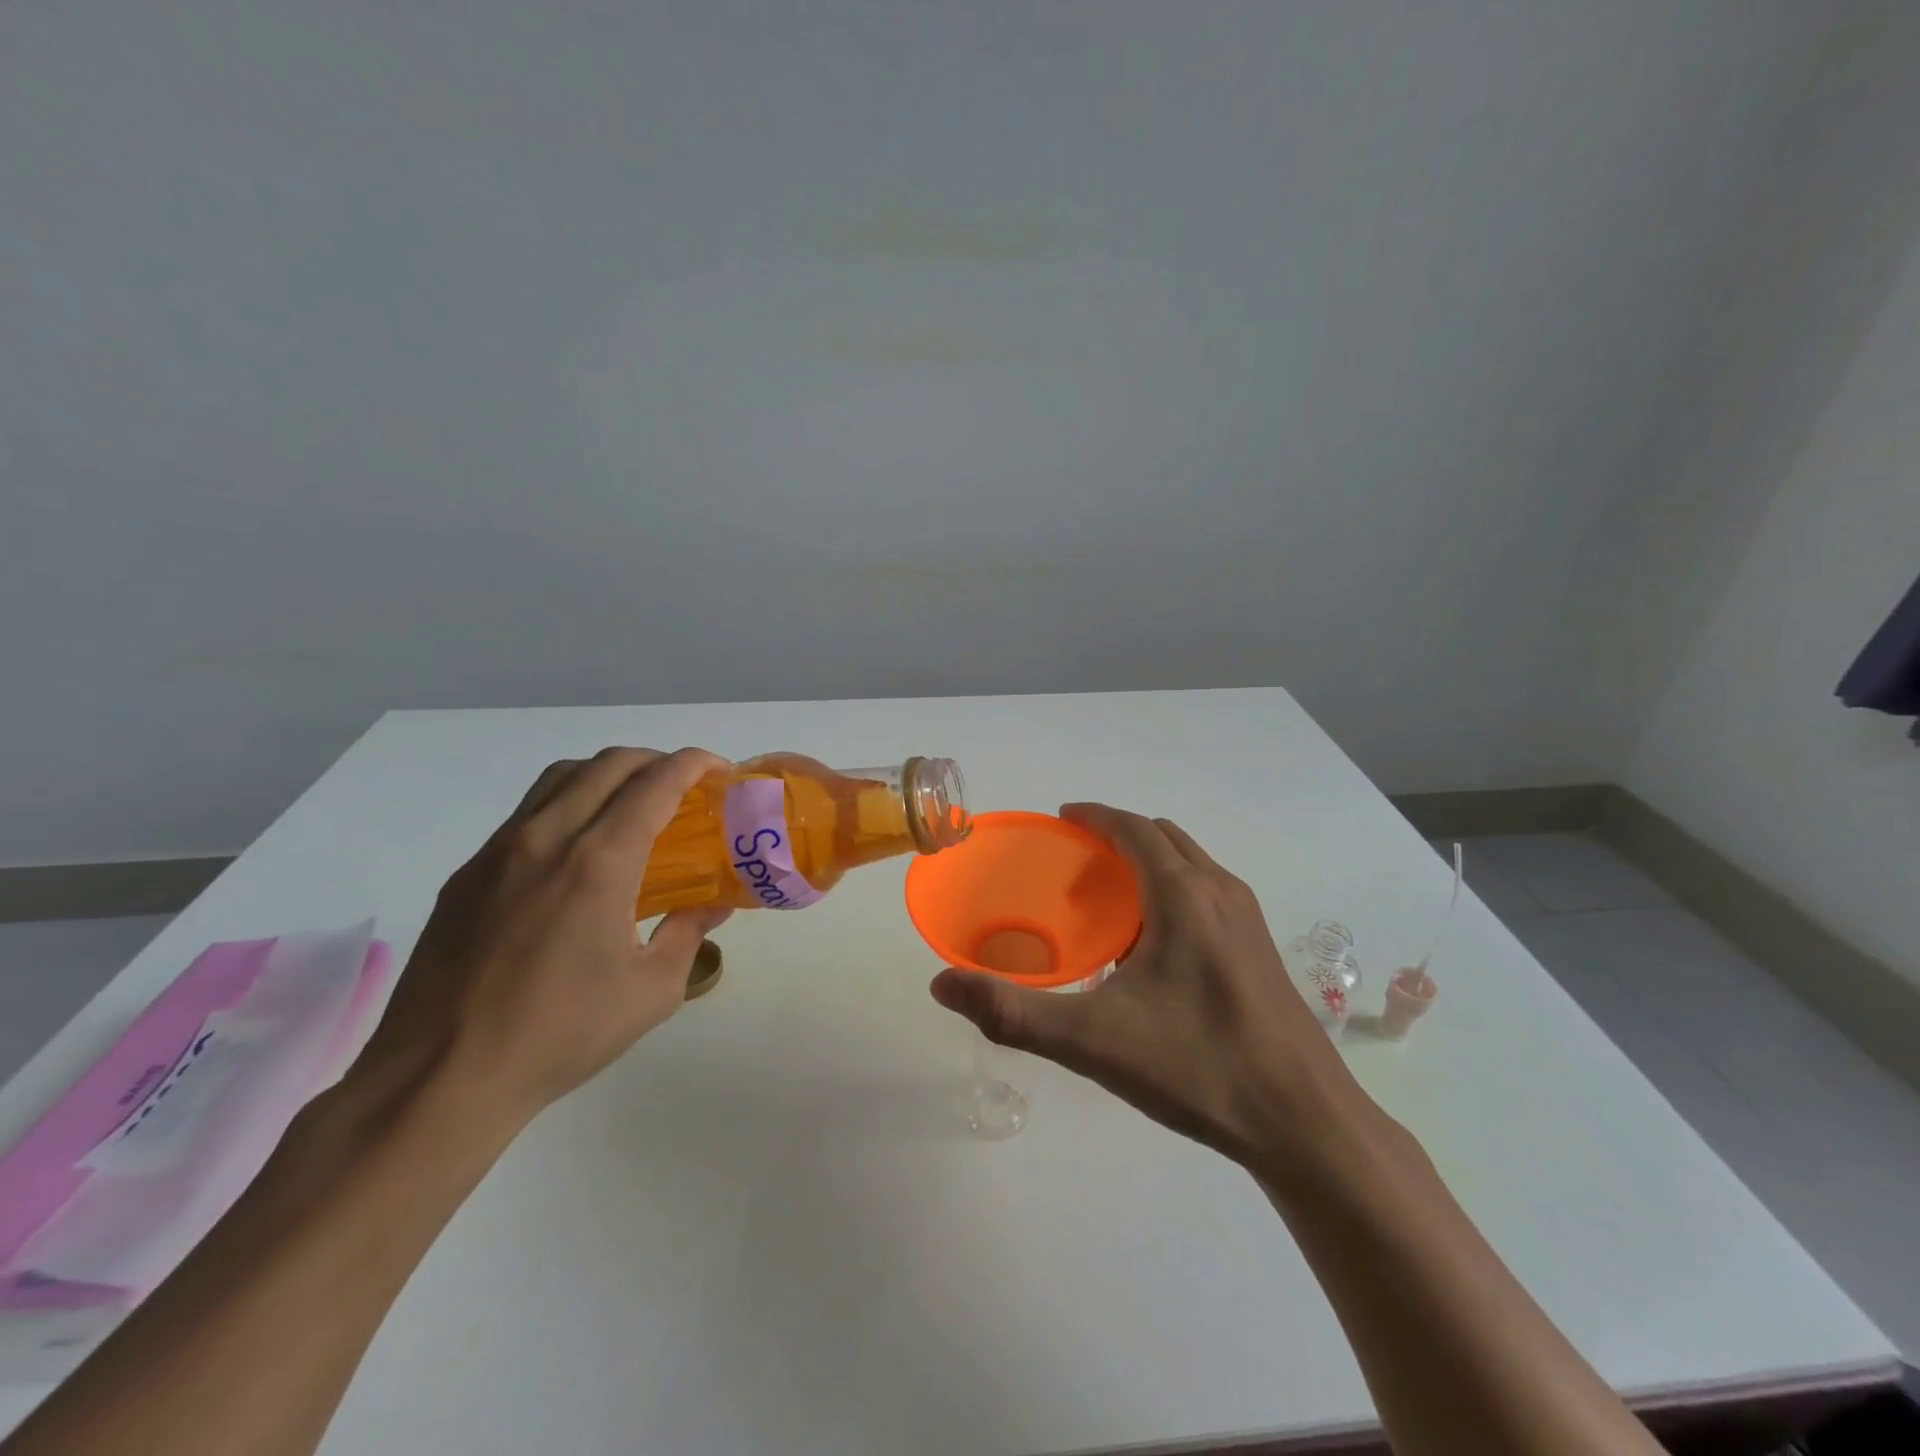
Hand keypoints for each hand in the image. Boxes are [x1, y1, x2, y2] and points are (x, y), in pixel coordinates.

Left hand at [352, 747, 731, 1130]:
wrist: (441, 1078)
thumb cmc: (561, 1034)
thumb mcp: (651, 990)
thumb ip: (688, 934)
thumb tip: (712, 906)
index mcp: (599, 861)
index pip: (654, 783)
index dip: (693, 764)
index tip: (719, 770)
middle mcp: (547, 838)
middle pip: (607, 764)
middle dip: (655, 761)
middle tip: (683, 787)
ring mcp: (499, 852)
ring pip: (560, 778)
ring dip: (607, 774)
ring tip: (632, 805)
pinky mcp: (468, 874)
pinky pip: (527, 813)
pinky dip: (567, 804)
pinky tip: (578, 851)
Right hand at [930, 803, 1369, 1173]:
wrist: (1304, 1124)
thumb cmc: (1198, 1068)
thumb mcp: (1094, 1042)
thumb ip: (1013, 1013)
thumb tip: (942, 985)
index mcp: (1183, 895)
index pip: (1133, 829)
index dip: (1094, 816)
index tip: (1060, 819)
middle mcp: (1220, 892)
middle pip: (1163, 838)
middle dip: (1117, 837)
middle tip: (1074, 863)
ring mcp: (1248, 920)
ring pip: (1190, 865)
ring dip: (1147, 864)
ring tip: (1106, 903)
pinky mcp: (1260, 950)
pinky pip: (1206, 895)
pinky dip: (1171, 892)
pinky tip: (1151, 951)